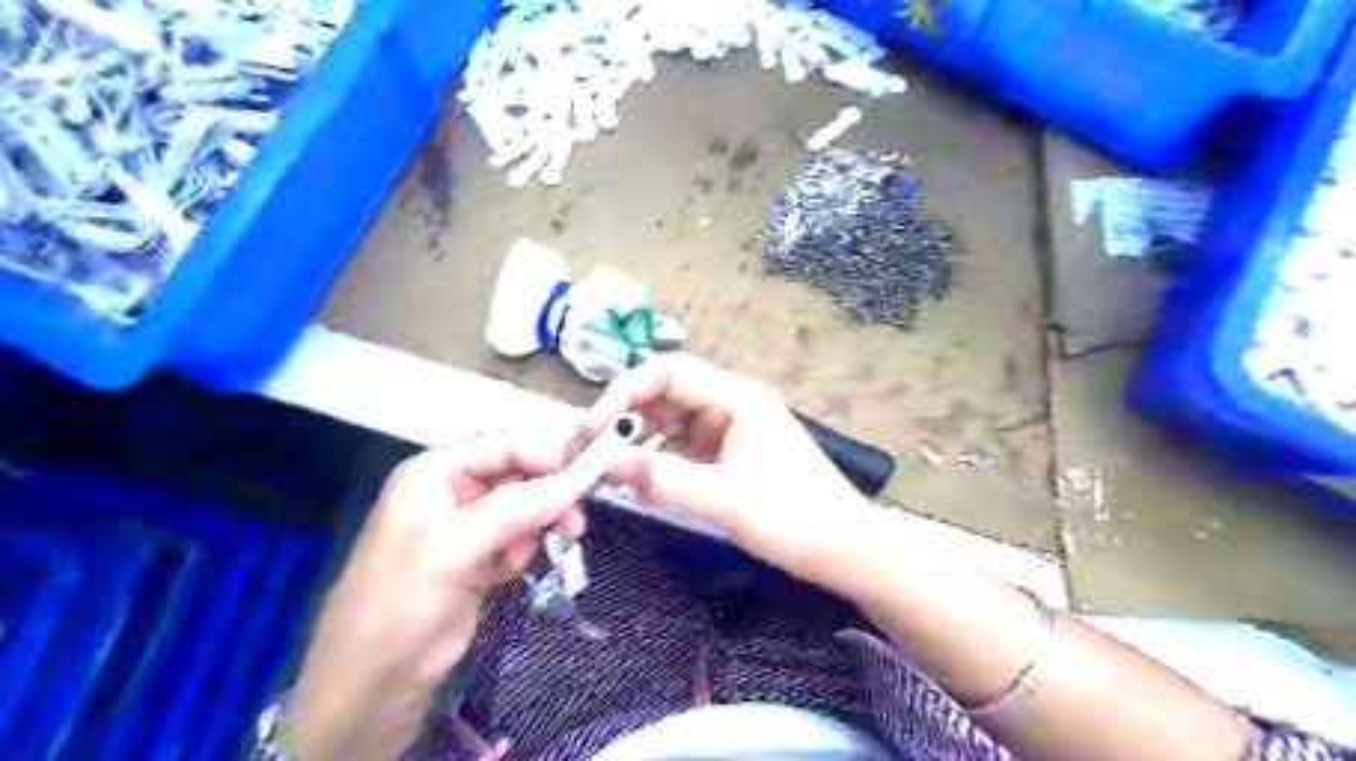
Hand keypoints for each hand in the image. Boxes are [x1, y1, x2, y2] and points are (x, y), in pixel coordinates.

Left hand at [286, 437, 582, 758]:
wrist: (374, 685)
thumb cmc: (399, 603)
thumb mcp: (451, 548)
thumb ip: (513, 509)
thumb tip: (572, 483)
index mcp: (434, 473)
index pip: (502, 445)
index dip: (544, 455)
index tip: (584, 476)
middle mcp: (452, 490)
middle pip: (518, 474)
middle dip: (546, 495)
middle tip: (575, 523)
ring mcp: (467, 525)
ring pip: (525, 506)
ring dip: (536, 527)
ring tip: (523, 559)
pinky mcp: (481, 556)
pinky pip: (520, 536)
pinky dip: (524, 550)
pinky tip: (509, 572)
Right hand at [570, 356, 866, 576]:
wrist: (846, 551)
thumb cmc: (795, 517)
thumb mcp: (726, 499)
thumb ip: (663, 479)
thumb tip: (603, 464)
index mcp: (737, 398)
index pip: (669, 373)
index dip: (625, 393)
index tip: (593, 429)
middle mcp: (730, 406)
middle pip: (665, 398)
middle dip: (624, 421)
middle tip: (587, 454)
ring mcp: (729, 433)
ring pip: (669, 426)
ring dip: (637, 446)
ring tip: (604, 473)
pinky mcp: (728, 459)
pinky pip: (681, 451)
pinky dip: (657, 465)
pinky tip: (637, 487)